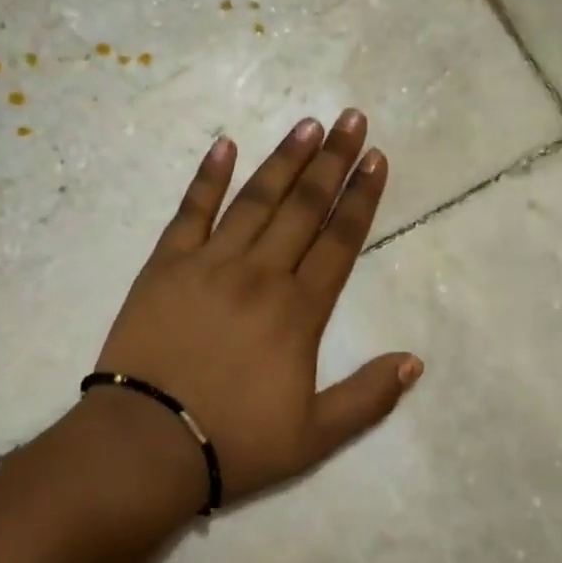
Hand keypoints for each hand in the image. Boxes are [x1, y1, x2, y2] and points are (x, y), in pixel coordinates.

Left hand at [95, 111, 422, 507]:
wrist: (147, 444)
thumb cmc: (234, 443)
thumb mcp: (315, 437)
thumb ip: (368, 397)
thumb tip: (415, 360)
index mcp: (298, 311)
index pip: (339, 241)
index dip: (360, 197)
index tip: (376, 157)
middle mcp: (260, 274)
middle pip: (303, 207)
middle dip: (332, 160)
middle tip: (351, 118)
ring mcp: (209, 264)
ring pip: (255, 200)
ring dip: (284, 160)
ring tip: (308, 125)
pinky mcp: (165, 265)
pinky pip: (191, 211)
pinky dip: (208, 176)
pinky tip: (224, 144)